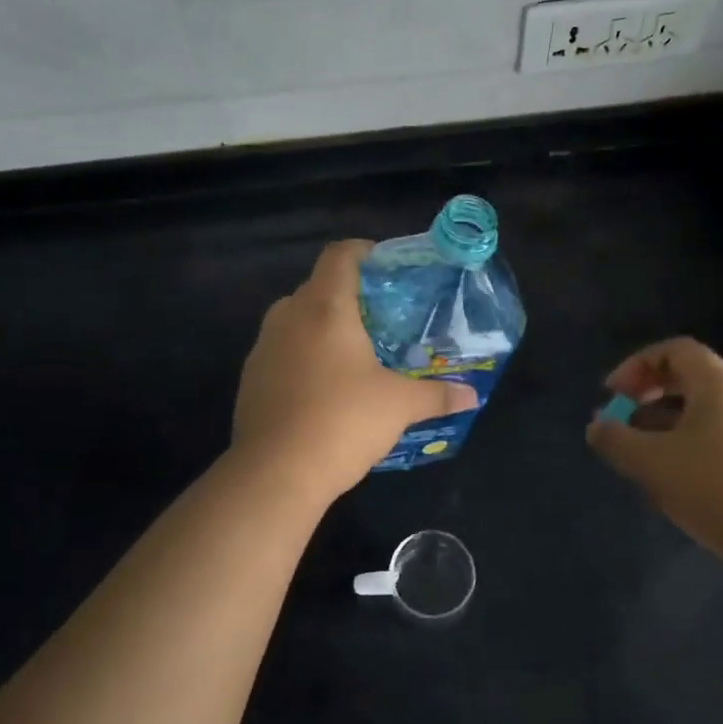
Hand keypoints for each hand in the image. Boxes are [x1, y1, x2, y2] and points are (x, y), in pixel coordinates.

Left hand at [233, 240, 477, 501]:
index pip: (339, 255)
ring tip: (351, 353)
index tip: (383, 264)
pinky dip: (301, 356)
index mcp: (325, 308)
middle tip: (377, 317)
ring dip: (320, 327)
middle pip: (316, 287)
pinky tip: (321, 388)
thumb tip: (471, 396)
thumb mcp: (399, 406)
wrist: (276, 472)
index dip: (362, 251)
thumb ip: (437, 395)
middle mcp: (288, 316)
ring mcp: (263, 347)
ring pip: (294, 320)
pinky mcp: (250, 378)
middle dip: (345, 295)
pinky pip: (280, 351)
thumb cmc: (343, 421)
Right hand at [585, 337, 722, 572]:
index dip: (636, 365)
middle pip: (690, 378)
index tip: (612, 395)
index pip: (674, 350)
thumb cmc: (718, 488)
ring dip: (667, 424)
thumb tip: (597, 426)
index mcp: (718, 383)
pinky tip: (678, 481)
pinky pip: (722, 438)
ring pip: (705, 412)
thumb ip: (616, 440)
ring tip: (644, 456)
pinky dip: (691, 446)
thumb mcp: (652, 462)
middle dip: (649, 395)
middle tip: (623, 421)